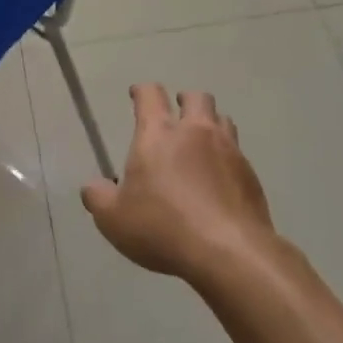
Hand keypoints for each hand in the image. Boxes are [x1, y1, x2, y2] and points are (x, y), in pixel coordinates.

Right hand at [80, 84, 276, 284]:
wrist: (228, 251)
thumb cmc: (162, 228)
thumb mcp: (114, 219)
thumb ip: (98, 198)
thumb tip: (92, 187)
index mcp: (158, 135)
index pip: (150, 95)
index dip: (142, 91)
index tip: (137, 94)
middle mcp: (196, 132)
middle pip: (196, 98)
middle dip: (185, 100)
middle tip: (177, 113)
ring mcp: (228, 150)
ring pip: (223, 120)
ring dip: (211, 124)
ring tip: (202, 143)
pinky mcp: (250, 174)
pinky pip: (238, 154)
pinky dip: (227, 158)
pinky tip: (220, 180)